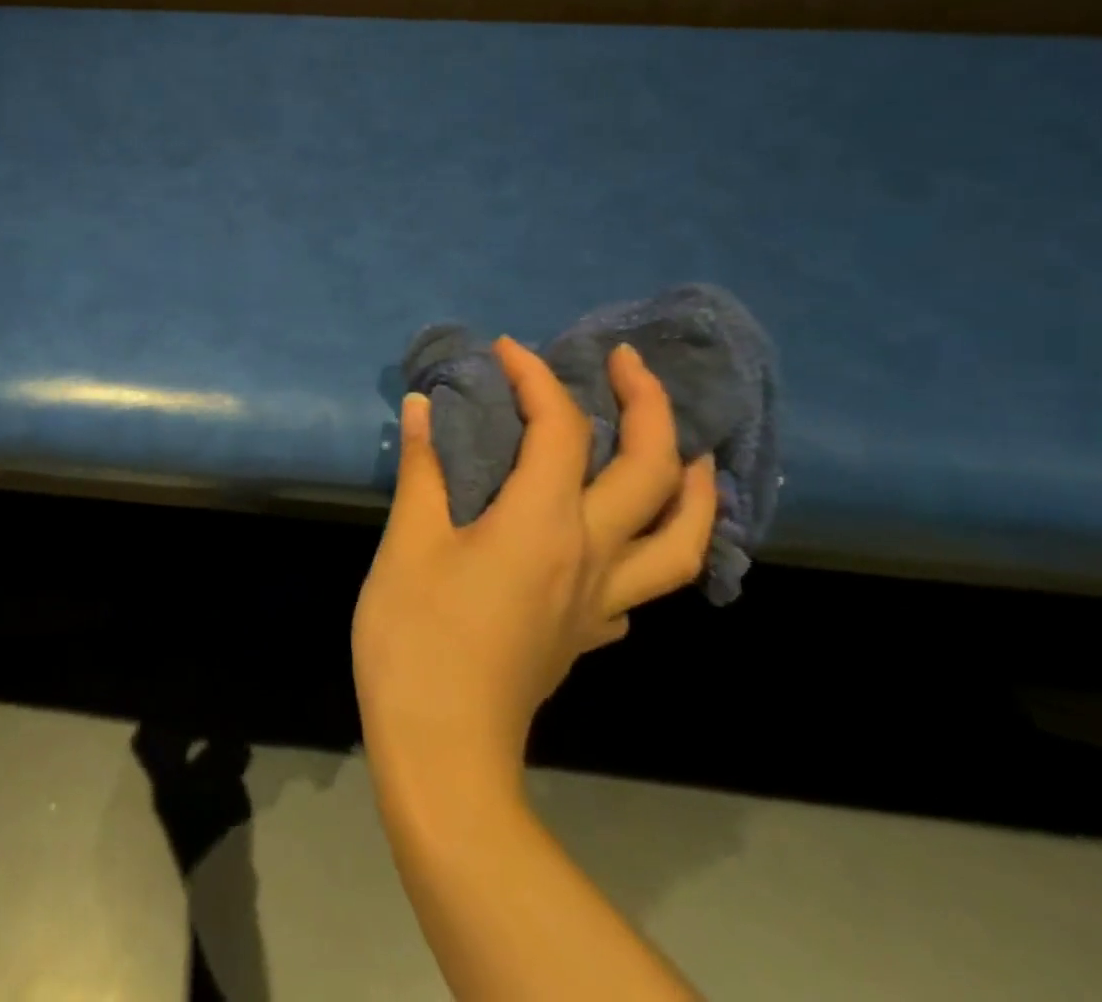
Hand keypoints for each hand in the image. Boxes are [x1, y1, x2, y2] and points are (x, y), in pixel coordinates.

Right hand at [352, 339, 714, 784]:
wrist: (444, 752)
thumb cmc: (416, 639)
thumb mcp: (408, 544)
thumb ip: (423, 468)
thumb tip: (424, 404)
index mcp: (543, 523)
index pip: (559, 427)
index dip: (535, 376)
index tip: (505, 350)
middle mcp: (592, 553)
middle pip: (651, 469)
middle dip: (647, 402)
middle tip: (625, 363)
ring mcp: (602, 598)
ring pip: (683, 536)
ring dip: (692, 482)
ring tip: (683, 446)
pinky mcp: (590, 631)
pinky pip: (647, 579)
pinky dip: (654, 543)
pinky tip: (624, 535)